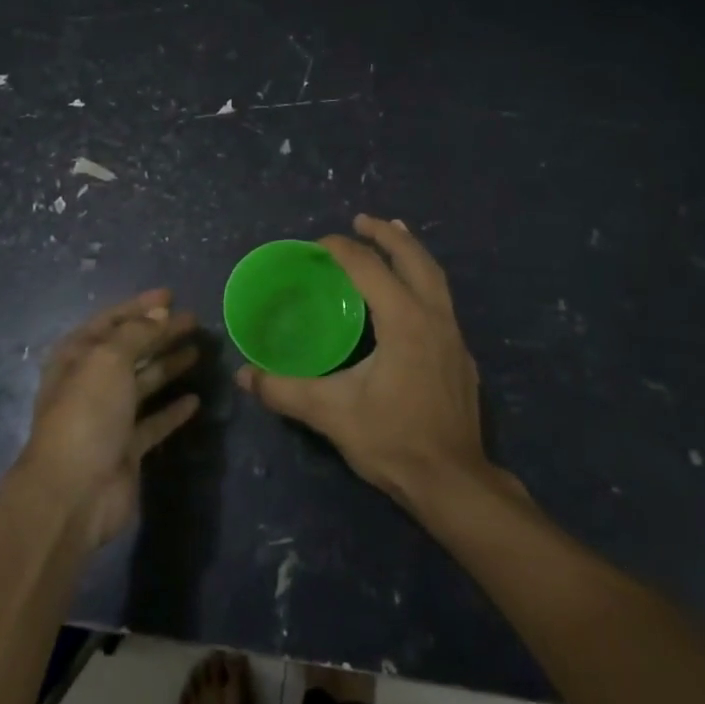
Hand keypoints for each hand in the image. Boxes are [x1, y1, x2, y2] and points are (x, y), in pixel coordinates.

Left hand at [18, 290, 201, 549]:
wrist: (73, 492)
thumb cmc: (86, 413)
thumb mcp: (108, 359)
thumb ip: (137, 333)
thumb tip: (161, 313)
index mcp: (77, 356)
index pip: (111, 321)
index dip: (140, 306)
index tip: (171, 295)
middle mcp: (91, 383)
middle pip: (131, 350)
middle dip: (160, 333)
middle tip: (194, 321)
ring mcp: (109, 417)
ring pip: (144, 383)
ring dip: (168, 366)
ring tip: (199, 351)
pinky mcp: (127, 448)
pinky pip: (154, 422)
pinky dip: (173, 410)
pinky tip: (195, 400)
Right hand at [237, 215, 507, 511]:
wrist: (454, 483)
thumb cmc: (393, 441)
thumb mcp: (331, 414)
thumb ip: (284, 391)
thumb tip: (244, 375)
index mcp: (405, 321)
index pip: (370, 268)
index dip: (343, 249)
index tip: (317, 245)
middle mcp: (435, 318)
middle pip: (415, 259)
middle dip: (388, 235)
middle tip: (362, 220)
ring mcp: (454, 337)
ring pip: (436, 278)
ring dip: (411, 253)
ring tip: (393, 236)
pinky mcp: (460, 357)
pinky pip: (441, 301)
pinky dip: (422, 282)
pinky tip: (408, 298)